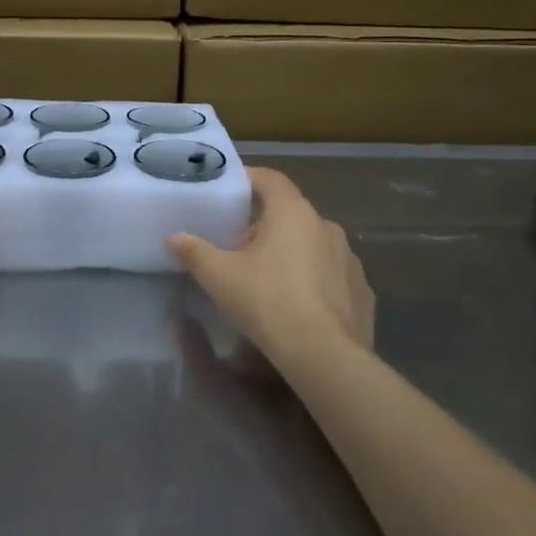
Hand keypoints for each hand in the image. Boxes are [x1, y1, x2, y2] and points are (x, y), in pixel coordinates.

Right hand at [167, 168, 374, 365]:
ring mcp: (349, 259)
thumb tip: (173, 237)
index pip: (271, 179)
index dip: (249, 179)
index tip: (230, 192)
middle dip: (266, 224)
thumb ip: (195, 251)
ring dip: (292, 252)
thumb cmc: (268, 302)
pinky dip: (315, 280)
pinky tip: (299, 304)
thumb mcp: (219, 277)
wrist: (325, 356)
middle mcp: (326, 226)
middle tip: (239, 246)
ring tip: (268, 278)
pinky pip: (332, 274)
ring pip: (313, 244)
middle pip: (291, 213)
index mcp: (293, 212)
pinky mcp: (362, 290)